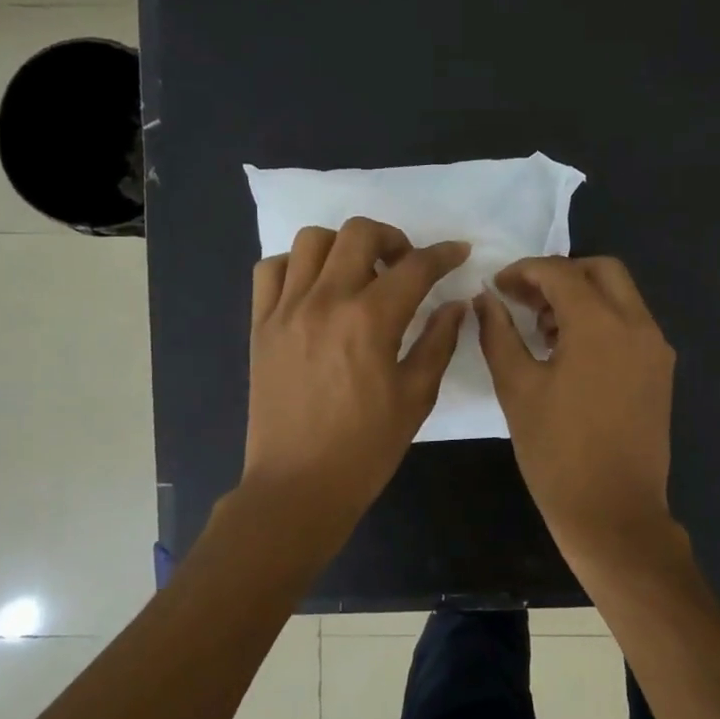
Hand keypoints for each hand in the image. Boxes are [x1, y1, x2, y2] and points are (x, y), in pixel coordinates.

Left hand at [243, 217, 469, 531]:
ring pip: (312, 240)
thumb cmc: (366, 448)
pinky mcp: (260, 325)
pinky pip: (272, 269)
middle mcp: (325, 300)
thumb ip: (438, 342)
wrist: (298, 486)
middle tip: (405, 266)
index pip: (416, 266)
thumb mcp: (416, 397)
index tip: (459, 253)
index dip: (444, 254)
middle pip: (359, 233)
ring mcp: (286, 309)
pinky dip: (297, 266)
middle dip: (393, 238)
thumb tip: (455, 305)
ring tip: (358, 274)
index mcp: (370, 320)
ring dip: (343, 246)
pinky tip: (315, 290)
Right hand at [473, 256, 678, 558]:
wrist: (613, 513)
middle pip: (601, 270)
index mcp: (600, 325)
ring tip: (544, 330)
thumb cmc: (556, 453)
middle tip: (525, 301)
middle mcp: (637, 325)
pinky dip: (603, 320)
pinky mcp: (661, 371)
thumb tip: (486, 300)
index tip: (496, 288)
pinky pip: (632, 324)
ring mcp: (656, 348)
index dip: (523, 272)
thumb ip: (498, 334)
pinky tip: (572, 353)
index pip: (560, 272)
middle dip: (560, 275)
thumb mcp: (516, 389)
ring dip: (583, 296)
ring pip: (621, 295)